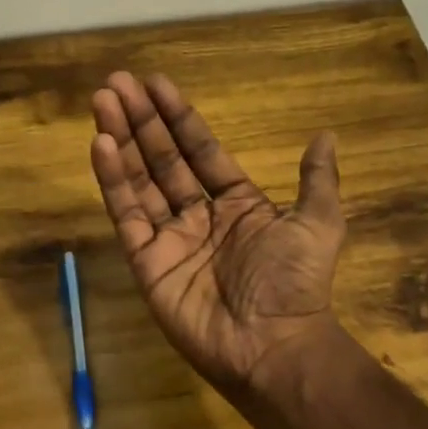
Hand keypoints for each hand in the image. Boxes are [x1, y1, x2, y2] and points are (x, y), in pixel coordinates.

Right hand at [90, 72, 345, 394]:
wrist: (274, 346)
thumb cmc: (295, 283)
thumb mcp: (318, 224)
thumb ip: (317, 180)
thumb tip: (325, 135)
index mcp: (237, 204)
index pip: (200, 150)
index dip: (179, 117)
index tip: (156, 83)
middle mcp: (199, 217)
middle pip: (163, 159)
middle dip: (141, 120)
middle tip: (117, 82)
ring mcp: (170, 239)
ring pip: (140, 181)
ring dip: (121, 140)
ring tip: (103, 101)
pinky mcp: (147, 263)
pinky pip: (127, 215)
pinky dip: (113, 181)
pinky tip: (101, 145)